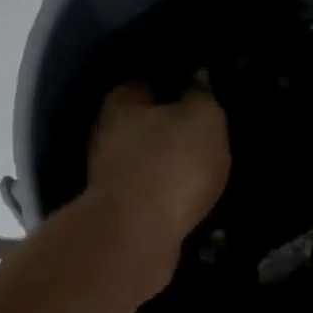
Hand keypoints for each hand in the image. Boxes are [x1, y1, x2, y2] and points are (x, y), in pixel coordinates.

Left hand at [86, 77, 229, 299]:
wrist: (138, 235)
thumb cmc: (172, 164)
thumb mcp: (203, 120)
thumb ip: (202, 95)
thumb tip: (197, 76)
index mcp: (123, 100)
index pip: (149, 80)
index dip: (176, 83)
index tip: (201, 92)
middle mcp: (106, 133)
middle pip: (143, 122)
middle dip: (170, 127)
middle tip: (206, 134)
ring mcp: (108, 176)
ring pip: (144, 160)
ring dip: (167, 164)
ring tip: (203, 169)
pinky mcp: (117, 211)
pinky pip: (148, 193)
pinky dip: (165, 194)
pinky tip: (189, 199)